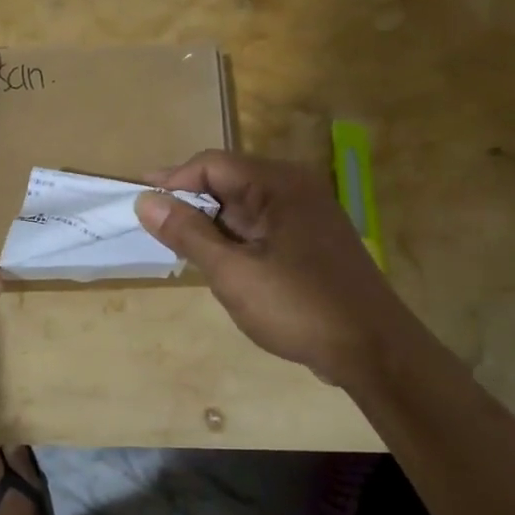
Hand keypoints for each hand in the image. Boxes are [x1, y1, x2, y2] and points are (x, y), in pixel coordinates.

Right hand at [136, 151, 397, 386]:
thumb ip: (188, 233)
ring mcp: (307, 216)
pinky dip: (235, 240)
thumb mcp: (233, 272)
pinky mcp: (312, 242)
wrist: (375, 351)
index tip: (139, 204)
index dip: (172, 180)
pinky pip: (262, 227)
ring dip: (211, 226)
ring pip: (243, 207)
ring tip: (183, 254)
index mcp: (278, 185)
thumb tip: (145, 200)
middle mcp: (295, 189)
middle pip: (228, 181)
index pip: (211, 164)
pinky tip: (221, 266)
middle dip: (190, 204)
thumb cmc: (299, 307)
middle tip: (157, 235)